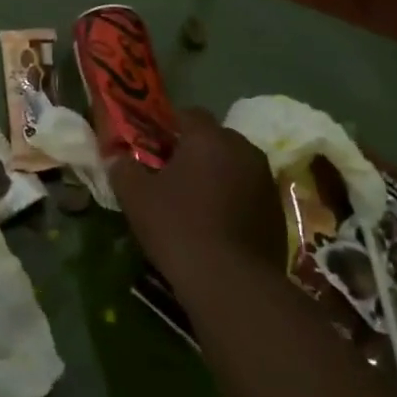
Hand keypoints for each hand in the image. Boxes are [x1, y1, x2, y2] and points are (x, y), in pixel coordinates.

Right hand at [109, 107, 288, 292]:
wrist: (231, 283)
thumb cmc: (178, 226)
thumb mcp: (136, 196)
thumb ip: (123, 168)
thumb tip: (118, 158)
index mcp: (209, 138)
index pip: (188, 113)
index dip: (167, 126)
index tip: (151, 145)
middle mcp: (243, 149)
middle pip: (214, 139)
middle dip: (194, 151)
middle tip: (169, 174)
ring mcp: (266, 181)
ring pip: (234, 166)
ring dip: (216, 176)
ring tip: (193, 202)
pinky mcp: (278, 212)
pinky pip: (248, 193)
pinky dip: (233, 200)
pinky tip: (216, 226)